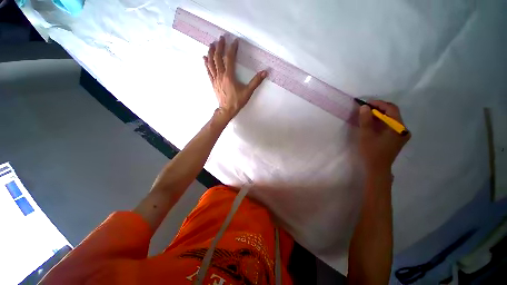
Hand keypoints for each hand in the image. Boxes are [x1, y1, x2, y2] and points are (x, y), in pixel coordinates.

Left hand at [204, 36, 266, 119]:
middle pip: (218, 58)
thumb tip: (265, 72)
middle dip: (219, 47)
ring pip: (211, 63)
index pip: (230, 58)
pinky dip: (206, 63)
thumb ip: (256, 82)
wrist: (227, 110)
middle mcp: (221, 75)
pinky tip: (204, 58)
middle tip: (221, 38)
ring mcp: (215, 79)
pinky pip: (208, 71)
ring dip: (211, 52)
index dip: (232, 49)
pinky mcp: (213, 83)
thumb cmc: (237, 101)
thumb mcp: (248, 92)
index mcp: (229, 76)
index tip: (235, 41)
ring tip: (211, 44)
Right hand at [359, 100, 409, 175]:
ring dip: (379, 115)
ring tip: (367, 115)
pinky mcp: (398, 138)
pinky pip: (390, 126)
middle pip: (393, 113)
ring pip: (391, 119)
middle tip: (365, 109)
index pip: (391, 109)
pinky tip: (373, 124)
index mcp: (398, 127)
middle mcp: (403, 129)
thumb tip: (364, 107)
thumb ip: (365, 120)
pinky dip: (381, 122)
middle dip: (379, 109)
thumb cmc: (371, 151)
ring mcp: (401, 134)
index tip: (366, 103)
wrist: (377, 168)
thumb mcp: (366, 135)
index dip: (379, 104)